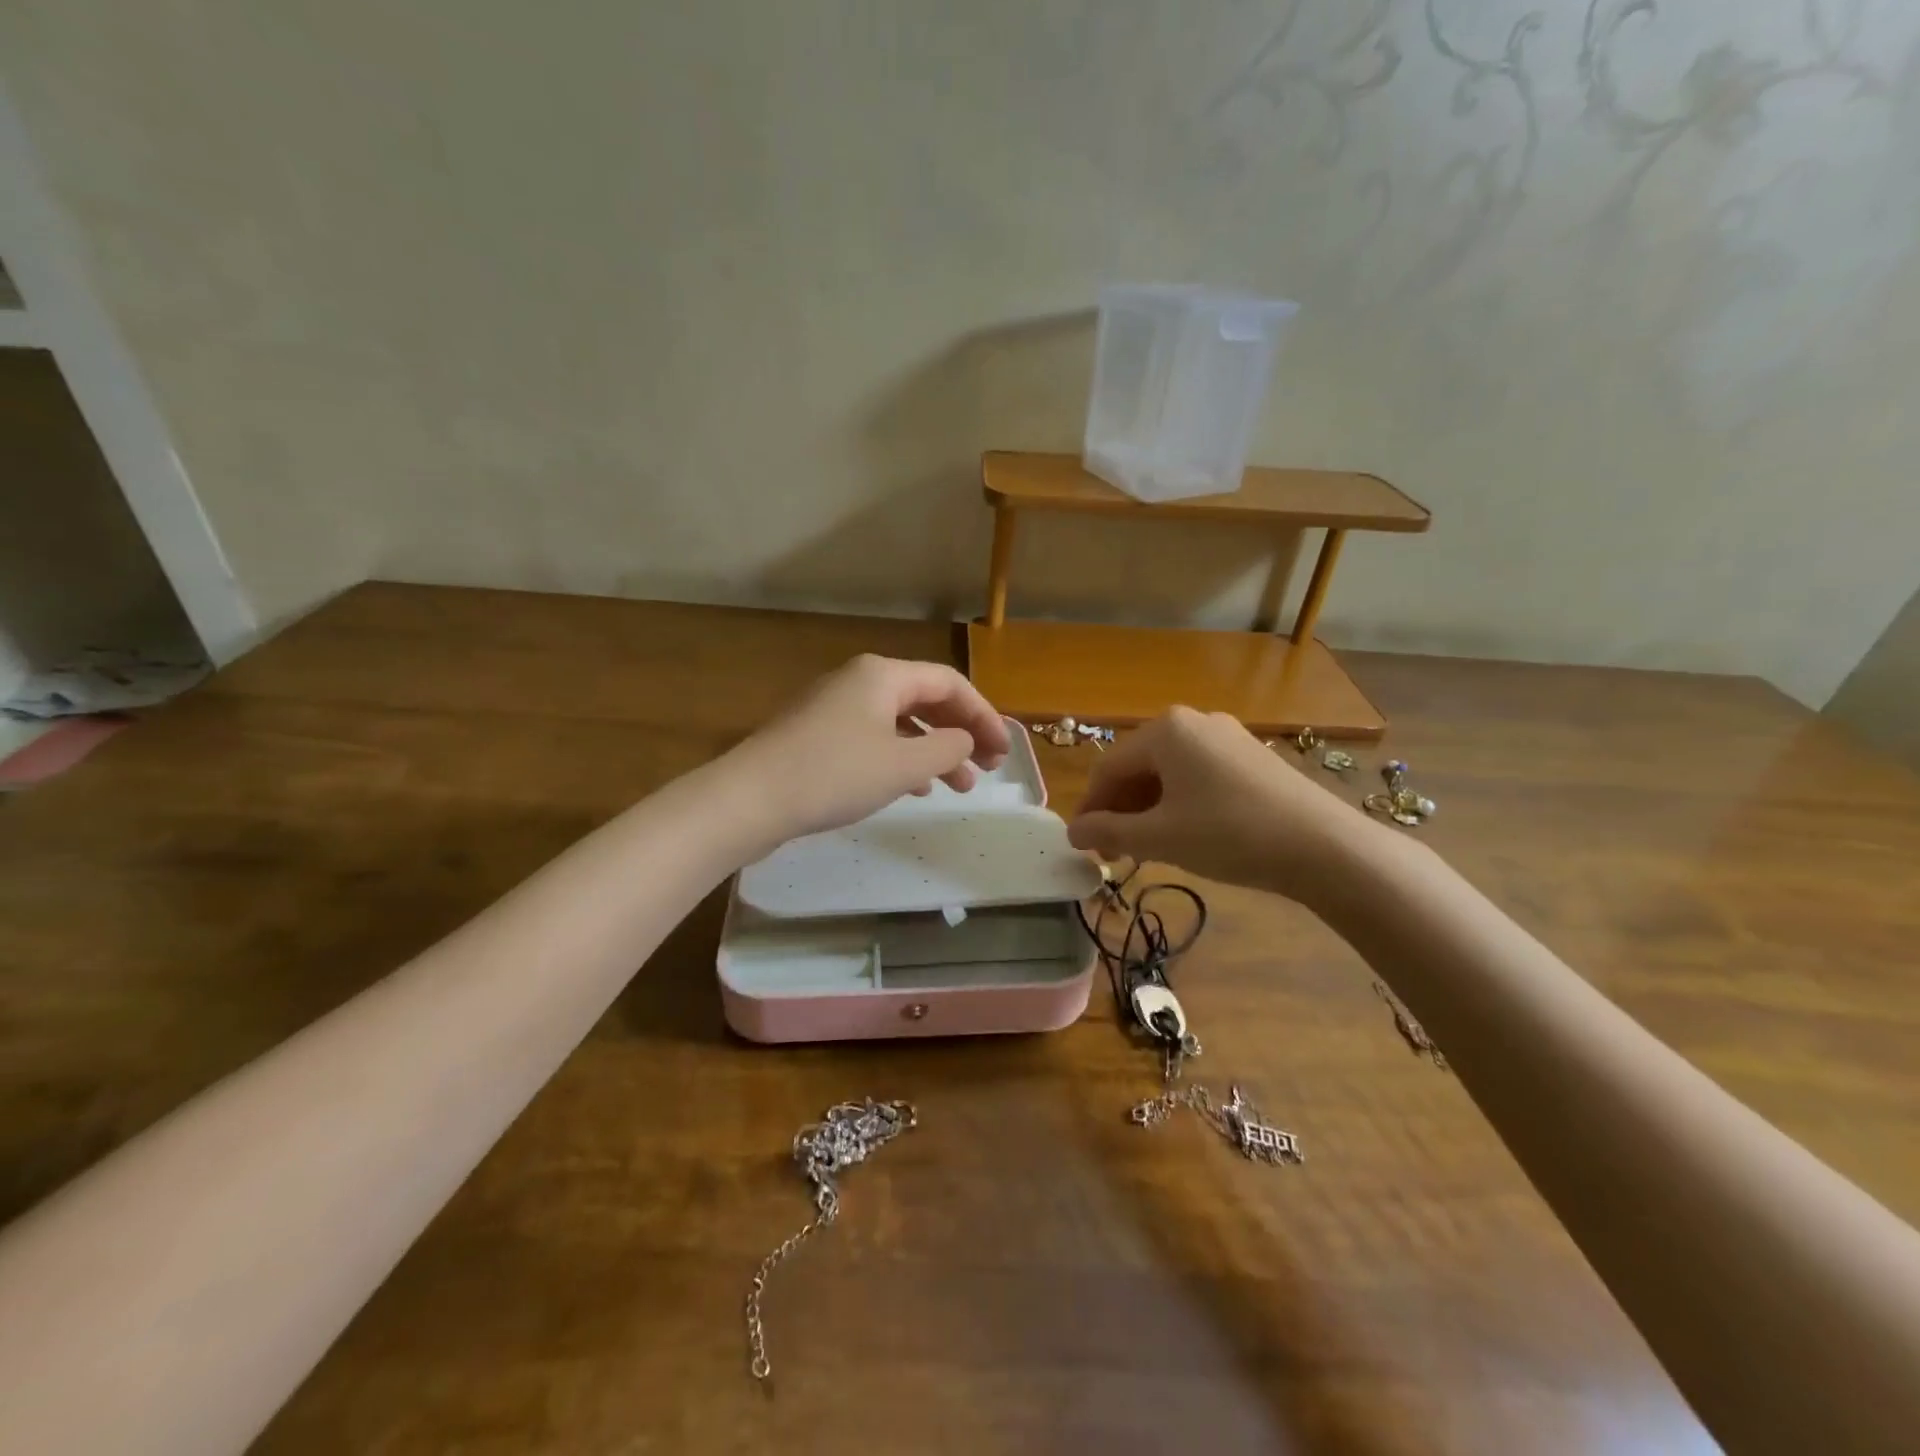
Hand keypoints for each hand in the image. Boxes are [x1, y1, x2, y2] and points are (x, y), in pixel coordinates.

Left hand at [726, 655, 1011, 845]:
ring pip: (901, 723)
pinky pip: (875, 738)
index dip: (983, 715)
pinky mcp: (818, 735)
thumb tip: (965, 740)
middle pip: (926, 700)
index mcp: (883, 675)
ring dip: (934, 751)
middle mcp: (860, 681)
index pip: (950, 683)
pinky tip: (914, 787)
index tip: (1003, 752)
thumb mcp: (903, 765)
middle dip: (961, 733)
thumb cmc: (835, 775)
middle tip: (986, 768)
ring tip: (958, 786)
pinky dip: (902, 758)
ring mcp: (835, 707)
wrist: (750, 799)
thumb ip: (947, 748)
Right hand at [1066, 707, 1379, 900]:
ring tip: (1148, 847)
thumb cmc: (1229, 834)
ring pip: (1169, 772)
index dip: (1091, 808)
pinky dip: (1180, 802)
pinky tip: (1186, 832)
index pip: (1108, 768)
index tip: (1085, 845)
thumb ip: (1109, 831)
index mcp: (1165, 730)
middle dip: (1121, 809)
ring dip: (1149, 808)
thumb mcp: (1160, 837)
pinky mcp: (1252, 755)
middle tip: (1116, 852)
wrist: (1323, 846)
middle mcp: (1194, 721)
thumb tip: (1072, 832)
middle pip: (1138, 766)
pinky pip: (1199, 774)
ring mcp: (1227, 735)